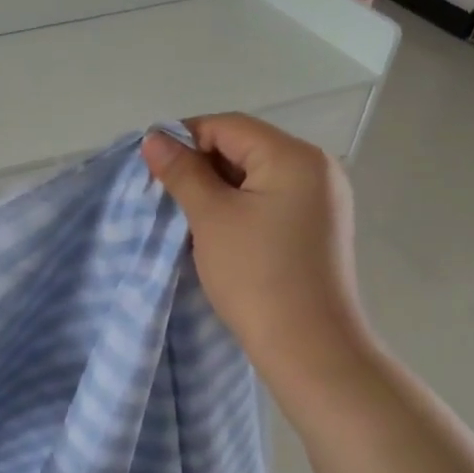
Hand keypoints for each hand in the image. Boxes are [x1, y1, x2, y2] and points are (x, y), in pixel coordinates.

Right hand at [142, 115, 372, 381]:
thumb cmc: (256, 275)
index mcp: (295, 156)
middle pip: (245, 146)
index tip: (151, 166)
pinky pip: (271, 200)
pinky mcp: (318, 227)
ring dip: (218, 188)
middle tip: (165, 194)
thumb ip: (182, 172)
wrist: (308, 347)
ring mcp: (322, 199)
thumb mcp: (211, 218)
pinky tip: (217, 231)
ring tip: (187, 215)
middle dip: (201, 165)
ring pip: (256, 176)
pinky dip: (240, 207)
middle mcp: (317, 167)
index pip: (228, 126)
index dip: (184, 138)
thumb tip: (154, 138)